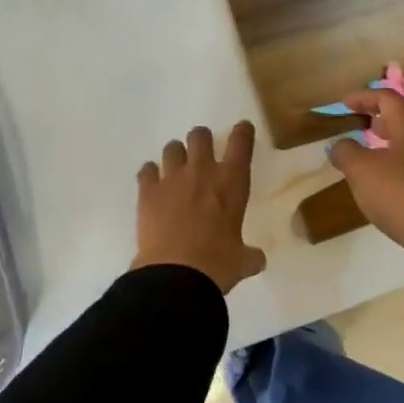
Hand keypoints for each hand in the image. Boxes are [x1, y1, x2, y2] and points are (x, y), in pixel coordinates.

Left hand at [132, 122, 267, 293]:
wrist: (176, 274)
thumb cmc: (218, 264)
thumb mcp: (241, 260)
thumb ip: (249, 255)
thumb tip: (257, 260)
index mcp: (232, 182)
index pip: (241, 143)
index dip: (242, 132)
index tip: (242, 128)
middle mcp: (202, 171)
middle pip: (200, 136)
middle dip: (202, 140)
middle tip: (202, 151)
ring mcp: (172, 179)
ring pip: (172, 148)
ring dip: (176, 154)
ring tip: (176, 167)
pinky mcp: (147, 191)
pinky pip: (146, 170)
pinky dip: (150, 174)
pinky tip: (152, 183)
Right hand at [327, 90, 403, 273]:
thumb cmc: (399, 192)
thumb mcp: (360, 170)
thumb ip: (346, 152)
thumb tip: (339, 145)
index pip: (388, 98)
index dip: (363, 97)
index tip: (343, 104)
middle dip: (379, 120)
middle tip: (358, 126)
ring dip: (389, 146)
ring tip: (368, 157)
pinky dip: (399, 169)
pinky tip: (385, 186)